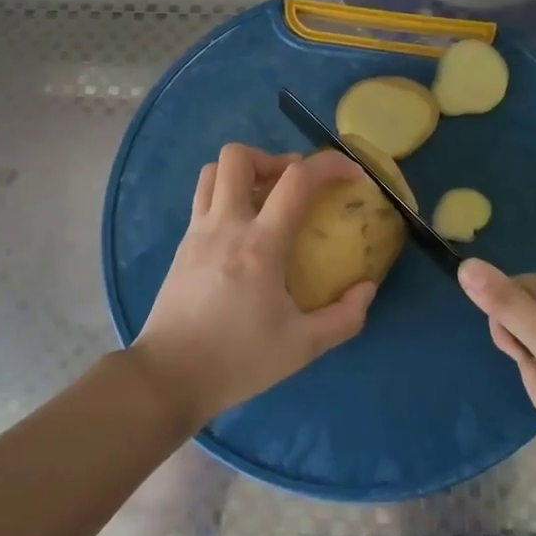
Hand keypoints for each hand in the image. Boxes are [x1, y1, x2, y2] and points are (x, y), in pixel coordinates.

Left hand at [129, 143, 377, 427]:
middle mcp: (225, 225)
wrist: (168, 378)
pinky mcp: (182, 246)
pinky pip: (203, 199)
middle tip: (293, 185)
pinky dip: (227, 196)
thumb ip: (344, 318)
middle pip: (238, 156)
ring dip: (244, 172)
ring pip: (212, 171)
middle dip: (272, 158)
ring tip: (267, 199)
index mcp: (259, 244)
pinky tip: (243, 231)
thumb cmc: (237, 360)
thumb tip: (367, 288)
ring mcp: (197, 232)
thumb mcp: (303, 347)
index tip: (352, 174)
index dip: (330, 165)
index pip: (297, 180)